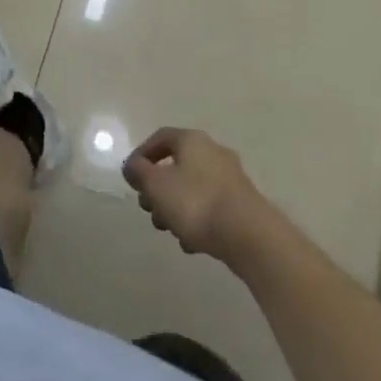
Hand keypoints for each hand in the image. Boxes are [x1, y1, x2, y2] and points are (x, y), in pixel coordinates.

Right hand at [122, 127, 277, 264]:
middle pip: (176, 164)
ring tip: (169, 230)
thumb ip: (139, 173)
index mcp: (191, 140)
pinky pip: (210, 205)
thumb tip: (132, 166)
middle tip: (149, 209)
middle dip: (158, 188)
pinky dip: (196, 219)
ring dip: (175, 206)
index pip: (160, 137)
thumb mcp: (157, 186)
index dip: (142, 155)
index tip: (131, 178)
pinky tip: (191, 243)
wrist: (249, 234)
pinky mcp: (241, 202)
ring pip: (192, 187)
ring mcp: (229, 176)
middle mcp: (212, 151)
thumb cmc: (196, 203)